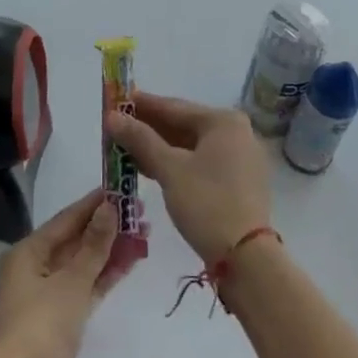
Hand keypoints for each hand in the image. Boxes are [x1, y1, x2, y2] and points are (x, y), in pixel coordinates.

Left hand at [0, 189, 127, 357]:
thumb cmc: (41, 329)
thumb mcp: (72, 283)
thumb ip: (94, 245)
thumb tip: (110, 207)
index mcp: (28, 252)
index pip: (67, 218)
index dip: (95, 203)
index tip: (122, 187)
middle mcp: (35, 267)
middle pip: (76, 239)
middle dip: (108, 227)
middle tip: (141, 211)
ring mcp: (48, 293)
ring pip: (84, 263)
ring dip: (111, 250)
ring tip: (144, 233)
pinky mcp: (60, 316)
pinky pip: (86, 286)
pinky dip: (105, 275)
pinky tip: (130, 262)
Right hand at [106, 93, 272, 264]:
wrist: (246, 256)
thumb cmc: (207, 203)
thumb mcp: (169, 169)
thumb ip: (140, 139)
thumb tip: (112, 116)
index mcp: (224, 121)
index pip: (174, 107)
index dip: (142, 105)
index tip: (116, 100)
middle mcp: (237, 132)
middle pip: (184, 124)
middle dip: (149, 128)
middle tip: (116, 127)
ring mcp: (240, 157)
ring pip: (191, 145)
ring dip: (159, 147)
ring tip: (126, 148)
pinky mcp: (238, 180)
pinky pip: (201, 161)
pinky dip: (176, 162)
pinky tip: (150, 168)